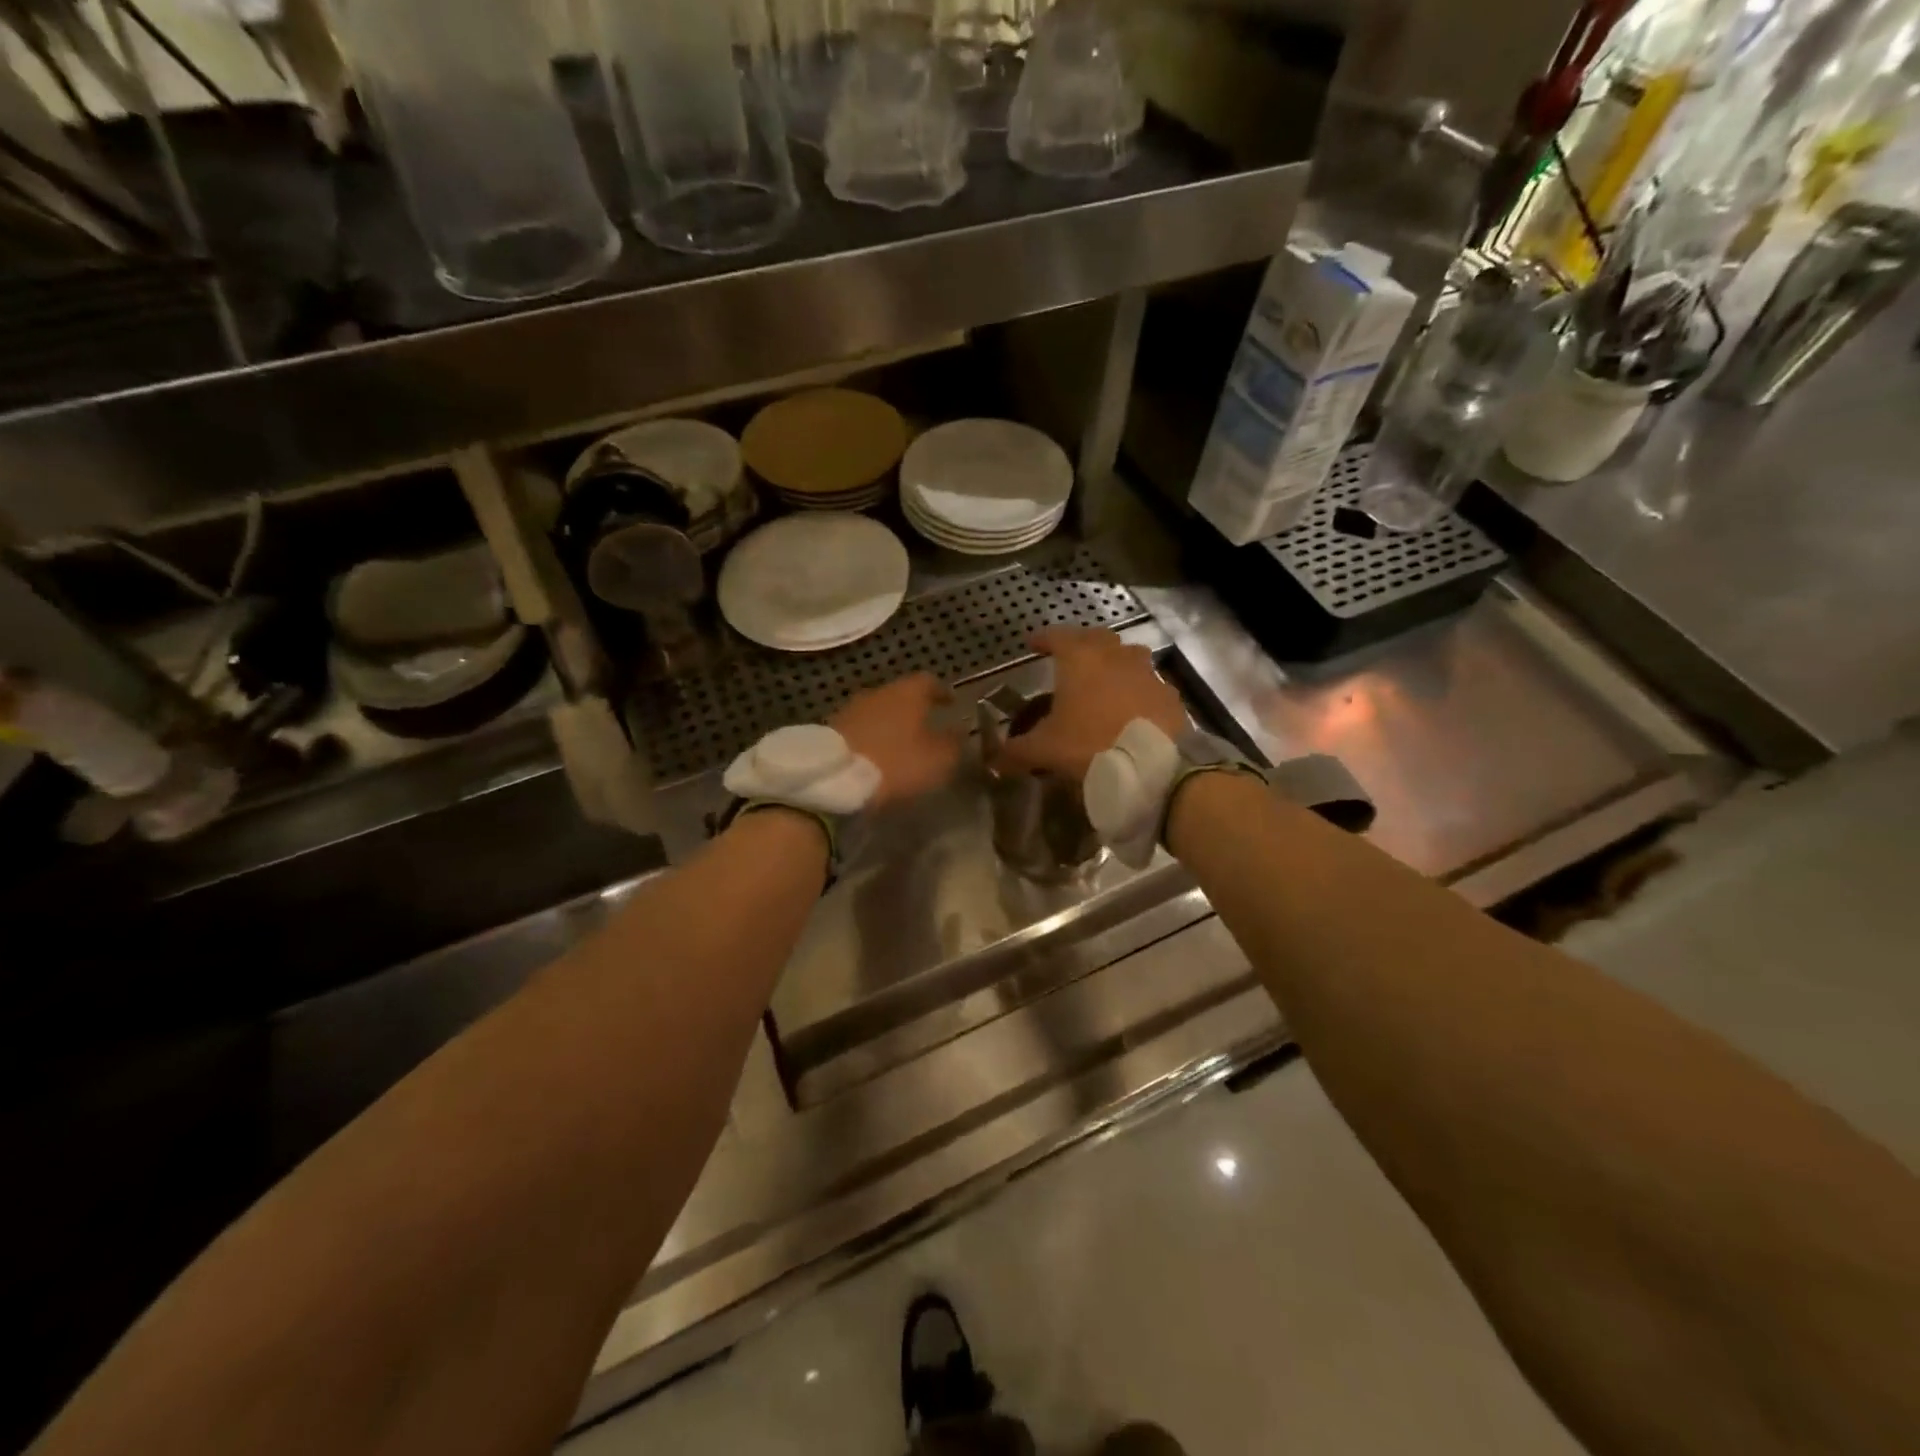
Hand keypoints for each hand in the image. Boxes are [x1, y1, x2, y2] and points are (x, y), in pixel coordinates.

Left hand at [831, 673, 963, 807]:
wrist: (834, 778)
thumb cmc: (895, 763)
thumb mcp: (938, 759)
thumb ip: (953, 743)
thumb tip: (960, 731)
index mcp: (907, 693)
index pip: (929, 681)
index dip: (942, 691)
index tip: (951, 702)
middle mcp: (878, 693)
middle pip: (900, 694)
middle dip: (914, 708)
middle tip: (927, 724)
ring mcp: (851, 709)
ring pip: (878, 711)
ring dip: (891, 723)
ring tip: (901, 742)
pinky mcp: (832, 730)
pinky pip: (860, 728)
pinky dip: (872, 737)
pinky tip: (877, 754)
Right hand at [994, 628, 1187, 780]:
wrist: (1154, 767)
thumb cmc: (1090, 746)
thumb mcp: (1045, 750)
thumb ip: (1016, 751)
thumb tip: (994, 759)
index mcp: (1081, 659)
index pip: (1057, 636)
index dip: (1043, 638)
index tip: (1033, 643)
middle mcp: (1115, 656)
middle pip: (1096, 638)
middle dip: (1081, 643)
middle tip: (1069, 657)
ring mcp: (1147, 672)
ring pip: (1128, 655)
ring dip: (1113, 662)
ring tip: (1102, 680)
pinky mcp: (1169, 694)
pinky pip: (1148, 683)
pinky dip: (1136, 688)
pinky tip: (1131, 707)